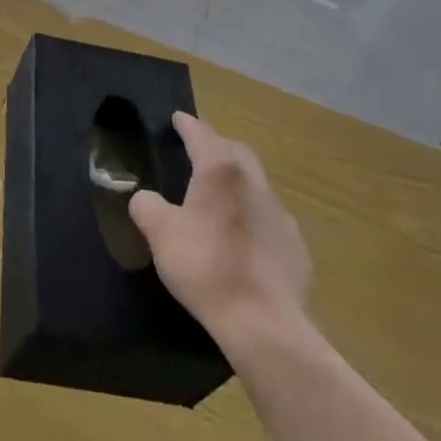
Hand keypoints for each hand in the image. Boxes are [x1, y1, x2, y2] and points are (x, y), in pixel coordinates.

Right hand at [129, 113, 314, 347]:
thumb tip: (144, 198)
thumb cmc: (206, 266)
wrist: (264, 322)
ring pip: (256, 184)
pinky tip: (242, 236)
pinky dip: (252, 214)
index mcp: (221, 172)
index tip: (178, 118)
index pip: (202, 135)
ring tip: (218, 194)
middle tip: (198, 149)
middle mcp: (255, 184)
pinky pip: (269, 218)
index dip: (187, 125)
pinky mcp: (296, 247)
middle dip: (216, 145)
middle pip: (236, 152)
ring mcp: (281, 215)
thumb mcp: (160, 234)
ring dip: (237, 180)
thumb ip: (146, 207)